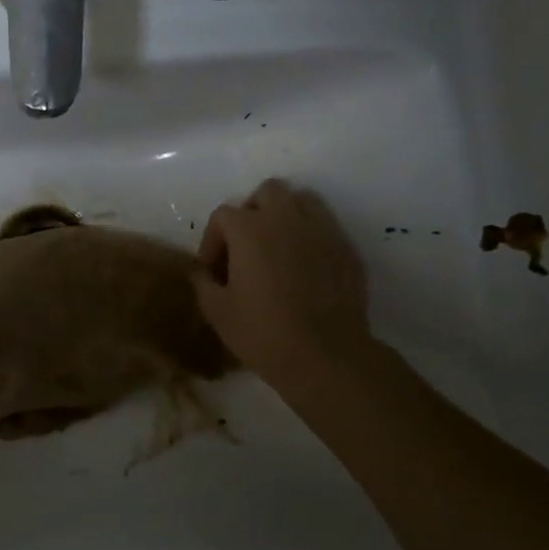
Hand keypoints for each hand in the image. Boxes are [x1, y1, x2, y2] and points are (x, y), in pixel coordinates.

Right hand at [193, 179, 372, 384]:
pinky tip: (305, 266)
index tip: (213, 270)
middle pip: (267, 192)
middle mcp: (286, 219)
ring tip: (278, 246)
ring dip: (285, 214)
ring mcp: (322, 231)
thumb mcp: (218, 312)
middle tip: (246, 245)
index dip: (212, 240)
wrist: (326, 357)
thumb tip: (202, 272)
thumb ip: (203, 283)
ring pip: (302, 200)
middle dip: (252, 212)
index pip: (223, 215)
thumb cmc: (263, 333)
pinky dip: (311, 236)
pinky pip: (325, 226)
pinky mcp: (346, 249)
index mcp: (250, 230)